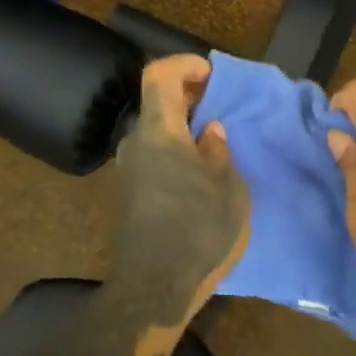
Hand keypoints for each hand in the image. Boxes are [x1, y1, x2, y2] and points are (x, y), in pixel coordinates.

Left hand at [109, 55, 249, 306]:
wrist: (153, 291)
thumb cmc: (199, 232)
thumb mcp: (228, 189)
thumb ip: (218, 151)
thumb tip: (209, 131)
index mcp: (159, 133)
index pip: (158, 75)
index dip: (183, 64)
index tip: (211, 75)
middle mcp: (135, 144)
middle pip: (156, 105)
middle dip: (189, 100)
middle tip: (221, 112)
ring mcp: (126, 172)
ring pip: (154, 134)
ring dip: (182, 131)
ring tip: (214, 148)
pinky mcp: (126, 196)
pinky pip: (151, 159)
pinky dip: (173, 154)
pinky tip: (197, 179)